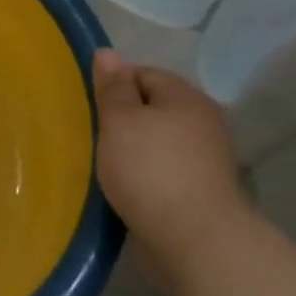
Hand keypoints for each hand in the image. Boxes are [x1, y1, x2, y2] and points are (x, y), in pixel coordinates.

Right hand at [92, 48, 248, 291]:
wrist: (197, 242)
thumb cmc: (151, 170)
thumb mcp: (119, 120)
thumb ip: (112, 87)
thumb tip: (108, 53)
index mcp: (185, 96)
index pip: (141, 73)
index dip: (112, 87)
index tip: (89, 108)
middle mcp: (202, 121)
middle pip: (152, 108)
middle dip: (122, 120)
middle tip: (92, 135)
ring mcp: (207, 159)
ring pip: (157, 142)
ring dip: (133, 150)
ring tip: (104, 164)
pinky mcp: (203, 193)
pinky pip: (164, 172)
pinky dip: (145, 177)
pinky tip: (125, 189)